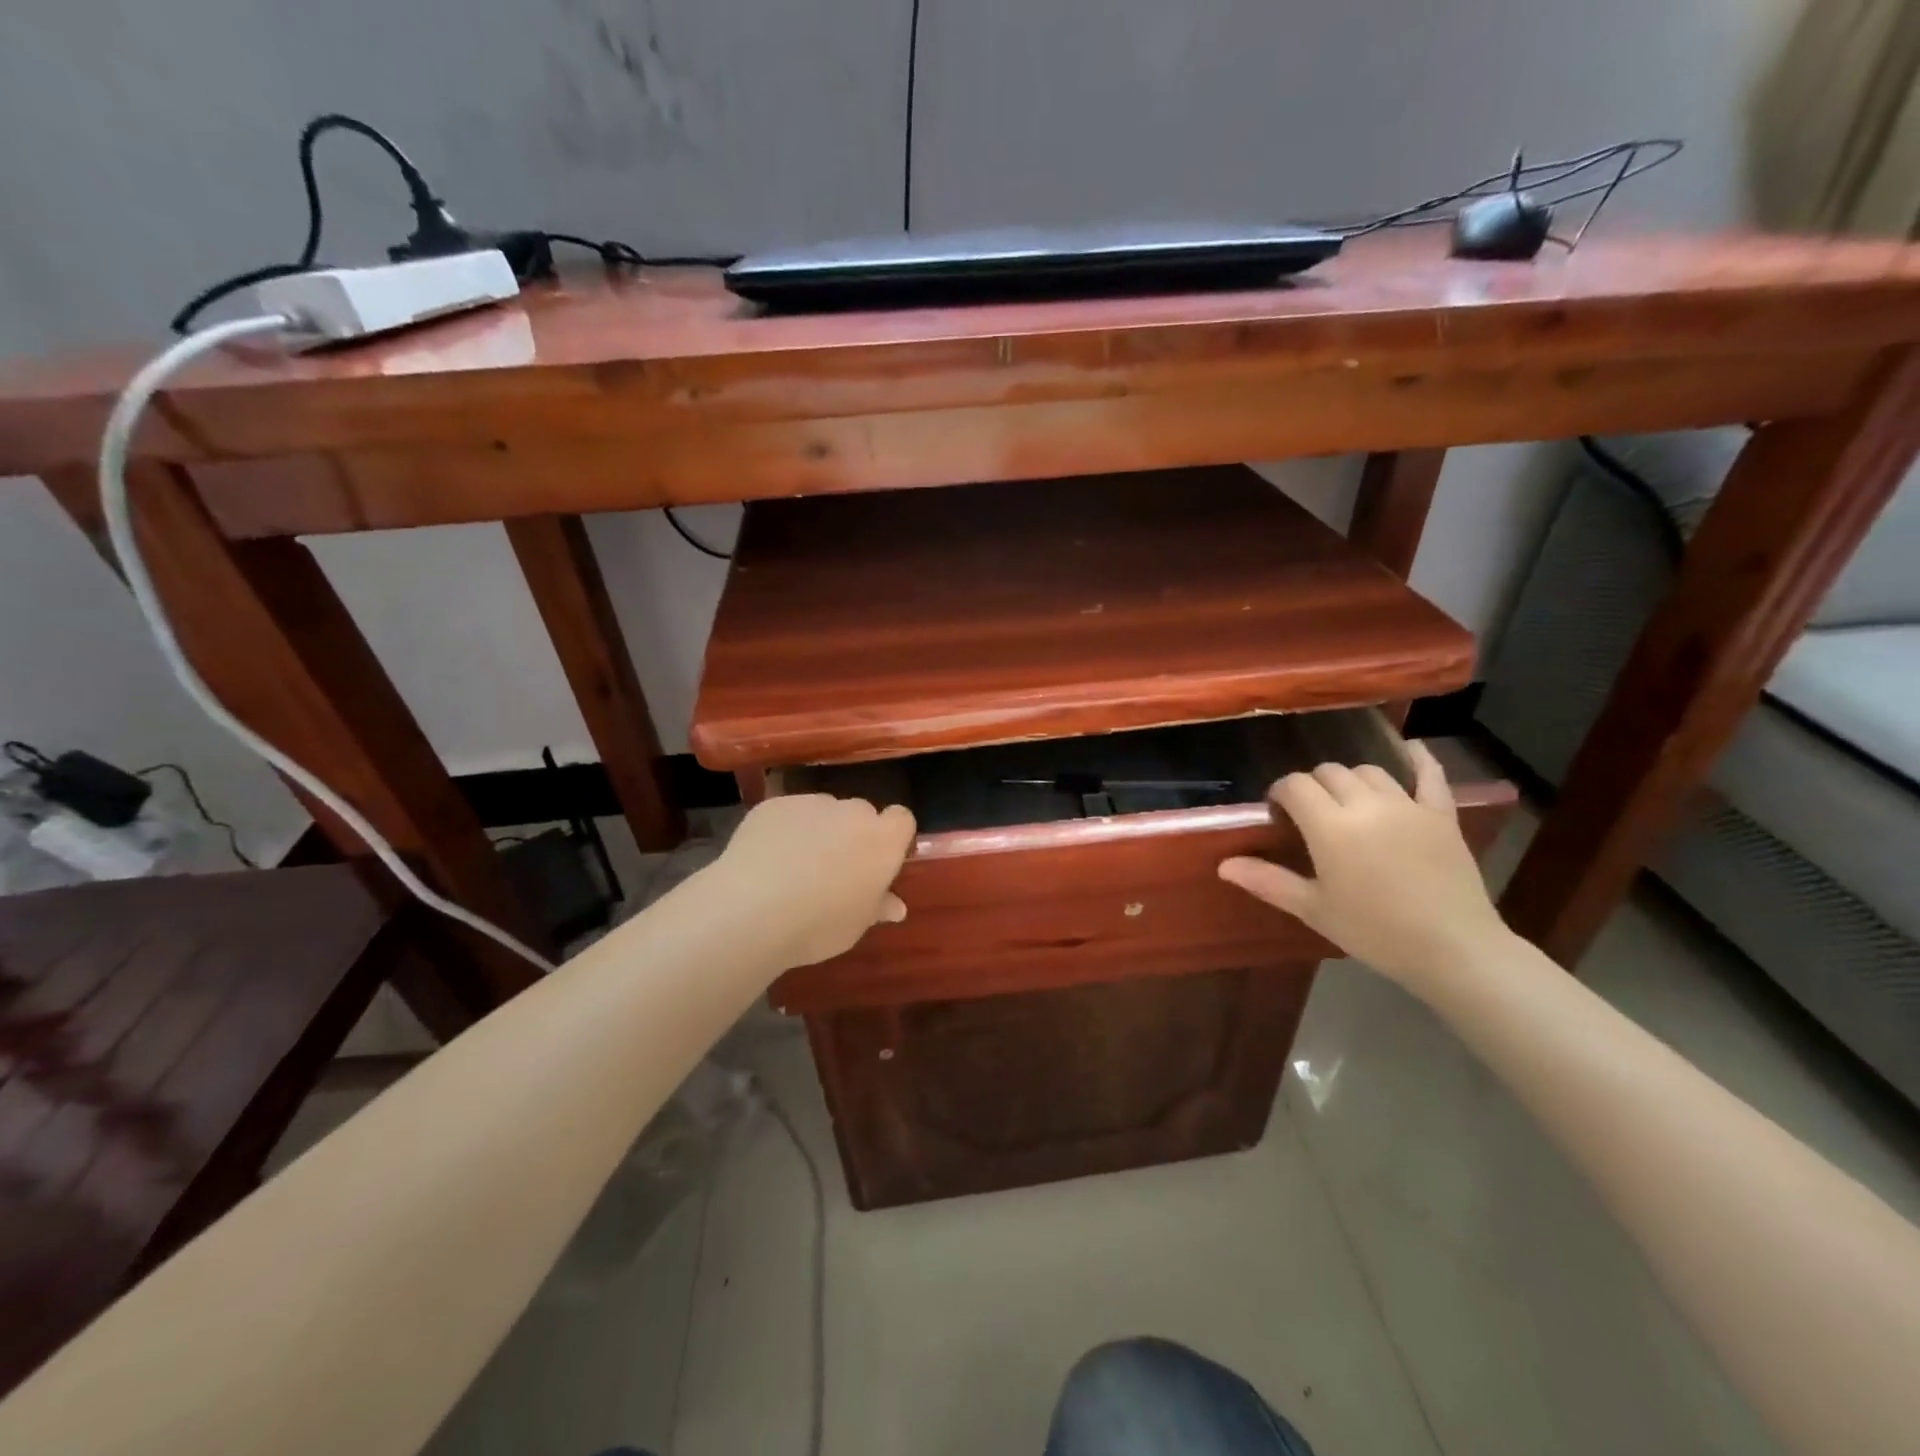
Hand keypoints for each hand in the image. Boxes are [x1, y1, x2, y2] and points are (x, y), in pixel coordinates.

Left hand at [709, 794, 917, 968]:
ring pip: (823, 812)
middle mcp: (852, 812)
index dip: (892, 837)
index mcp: (883, 840)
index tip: (878, 862)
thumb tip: (896, 906)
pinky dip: (785, 830)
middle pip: (861, 813)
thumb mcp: (856, 926)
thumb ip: (878, 907)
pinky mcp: (775, 804)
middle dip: (853, 834)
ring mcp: (812, 803)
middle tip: (835, 869)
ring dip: (818, 830)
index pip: (902, 819)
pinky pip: (789, 814)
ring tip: (794, 866)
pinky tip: (767, 859)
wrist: (750, 910)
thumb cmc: (818, 925)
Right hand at [1217, 742, 1508, 984]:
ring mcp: (1408, 806)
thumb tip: (1223, 865)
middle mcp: (1366, 804)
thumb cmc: (1374, 931)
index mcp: (1330, 826)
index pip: (1295, 786)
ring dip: (1351, 780)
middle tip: (1311, 815)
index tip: (1278, 814)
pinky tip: (1410, 750)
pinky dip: (1418, 759)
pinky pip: (1430, 775)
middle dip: (1313, 786)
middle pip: (1329, 772)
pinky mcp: (1442, 815)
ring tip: (1348, 804)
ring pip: (1369, 771)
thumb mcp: (1314, 909)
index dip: (1281, 793)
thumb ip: (1268, 881)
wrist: (1453, 949)